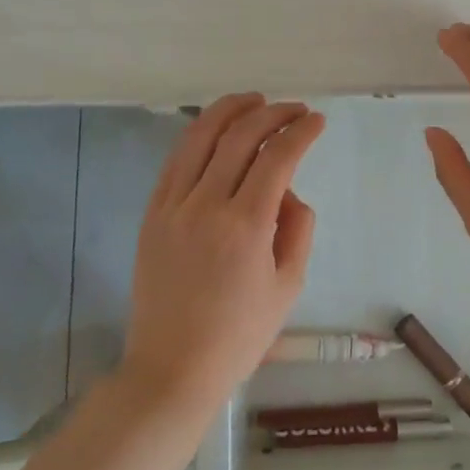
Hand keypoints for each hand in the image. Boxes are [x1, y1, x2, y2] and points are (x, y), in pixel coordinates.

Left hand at [122, 95, 327, 415]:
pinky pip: (176, 160)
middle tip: (294, 109)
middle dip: (272, 113)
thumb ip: (297, 229)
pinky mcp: (152, 214)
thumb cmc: (239, 334)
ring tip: (254, 101)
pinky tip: (216, 130)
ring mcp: (172, 206)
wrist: (172, 368)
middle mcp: (206, 205)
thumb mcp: (288, 286)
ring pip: (200, 137)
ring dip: (230, 110)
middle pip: (240, 136)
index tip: (317, 121)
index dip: (301, 132)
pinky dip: (198, 136)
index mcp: (245, 226)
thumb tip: (288, 192)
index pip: (278, 158)